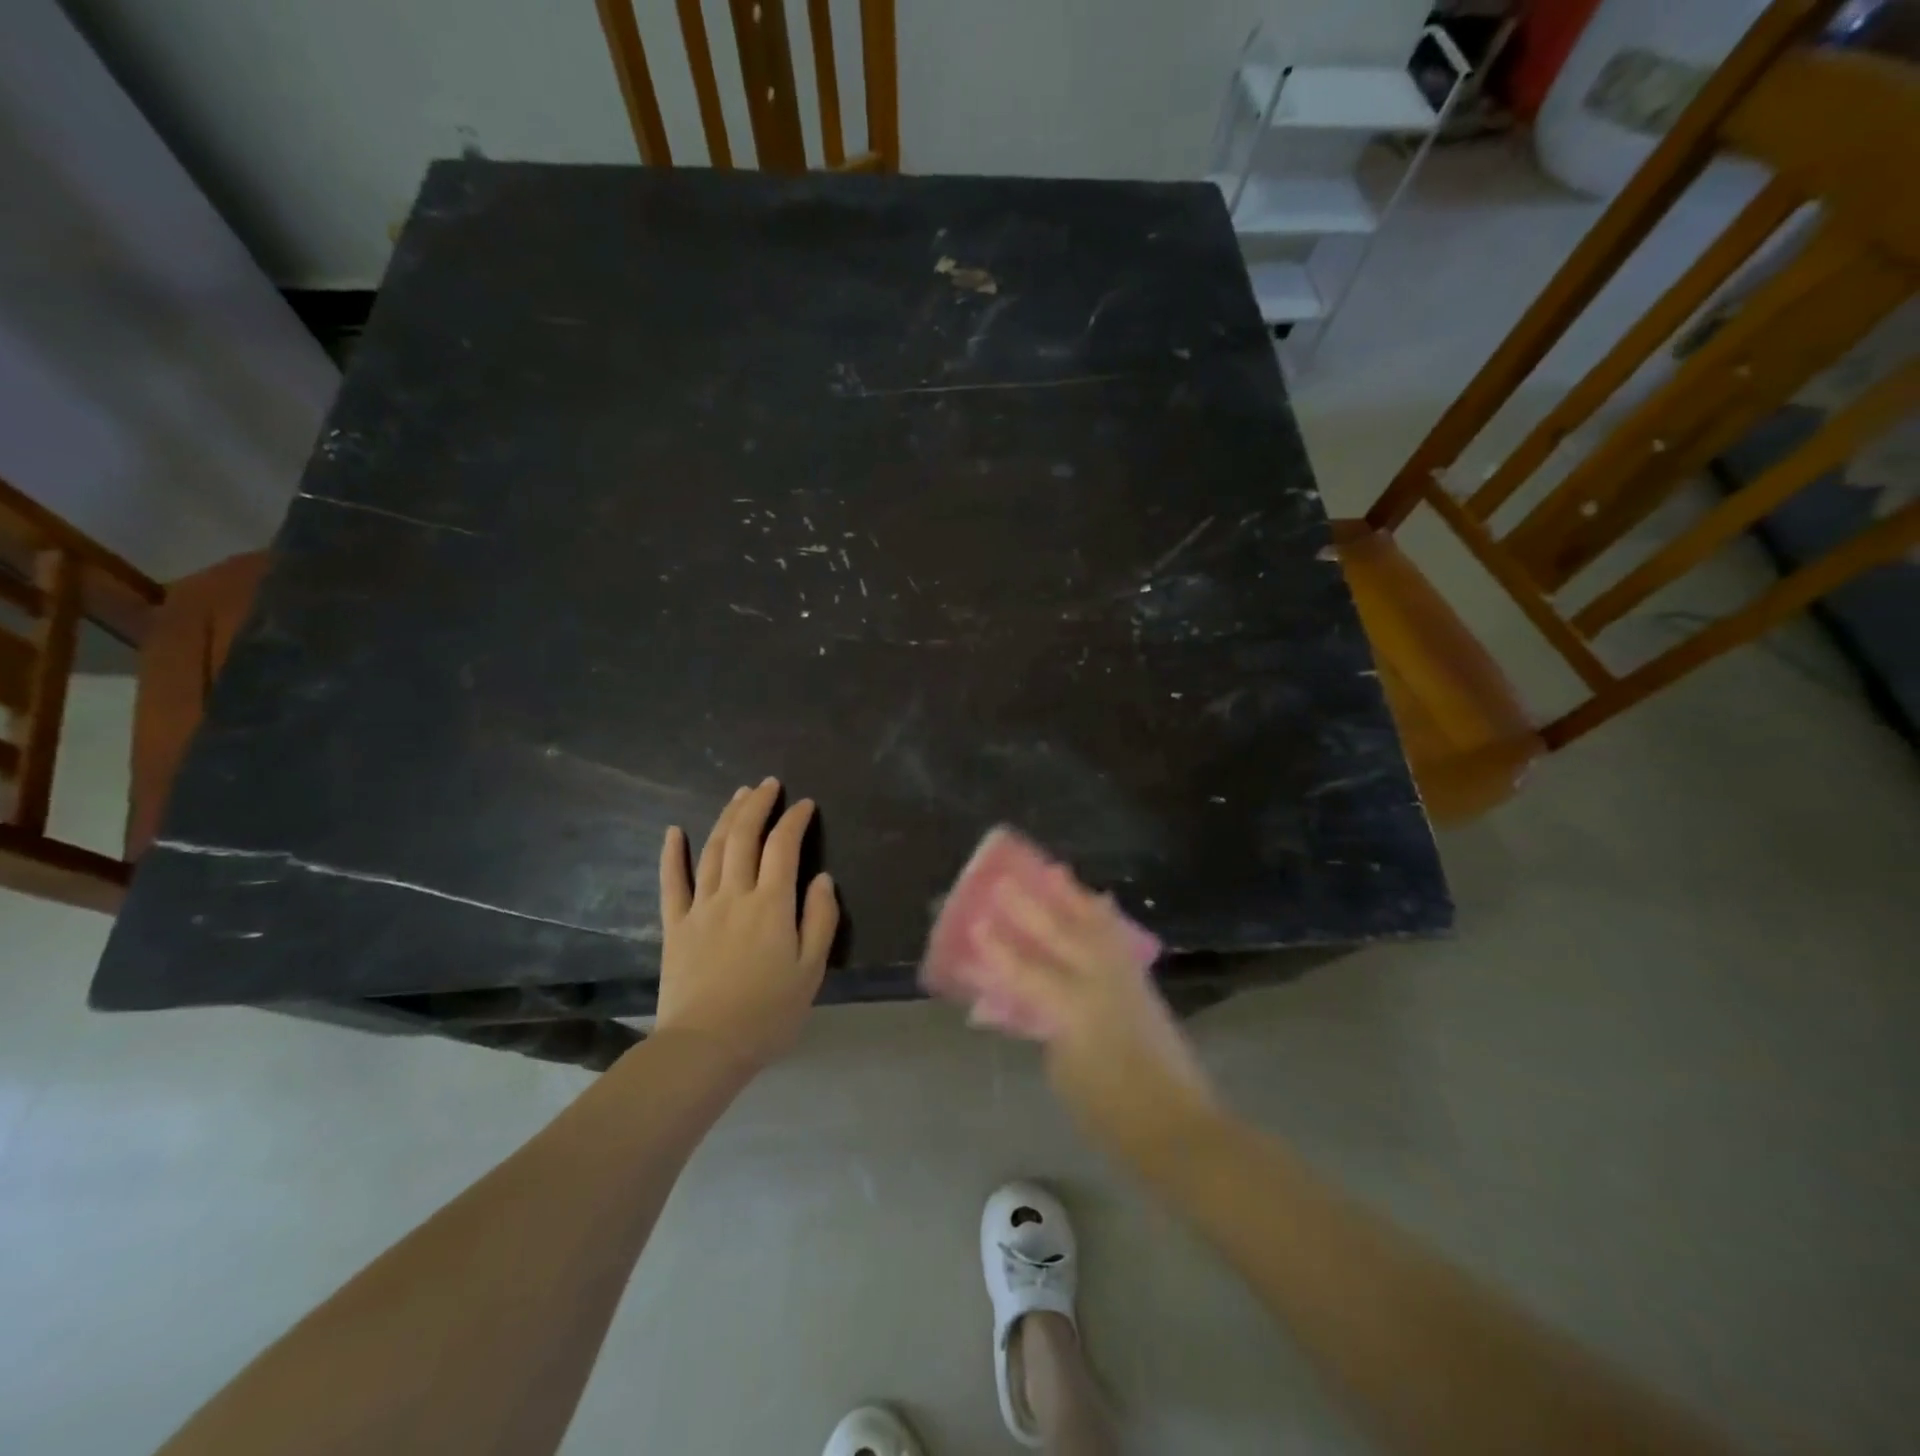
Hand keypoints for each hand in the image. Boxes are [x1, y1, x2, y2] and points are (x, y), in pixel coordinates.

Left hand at [655, 778, 838, 1066]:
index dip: (795, 820)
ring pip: (712, 850)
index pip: (784, 847)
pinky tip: (673, 831)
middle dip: (758, 805)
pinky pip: (672, 882)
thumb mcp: (811, 971)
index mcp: (772, 904)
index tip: (805, 804)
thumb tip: (822, 878)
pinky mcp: (675, 925)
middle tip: (768, 785)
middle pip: (744, 837)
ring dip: (726, 818)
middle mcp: (735, 895)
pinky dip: (672, 853)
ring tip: (738, 795)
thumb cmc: (768, 1013)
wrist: (705, 1046)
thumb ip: (820, 920)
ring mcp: (700, 907)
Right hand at [972, 870, 1219, 1168]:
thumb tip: (1030, 1002)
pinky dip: (1103, 917)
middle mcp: (1100, 983)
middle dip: (1031, 907)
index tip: (977, 923)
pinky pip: (1116, 938)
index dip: (999, 949)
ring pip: (1095, 926)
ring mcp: (1125, 979)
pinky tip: (1097, 903)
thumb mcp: (1063, 1072)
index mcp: (1074, 1009)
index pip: (1027, 971)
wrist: (1175, 1124)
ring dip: (1072, 898)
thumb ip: (1044, 1028)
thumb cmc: (1109, 1110)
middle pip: (1062, 935)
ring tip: (1055, 872)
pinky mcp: (1142, 984)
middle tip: (1004, 881)